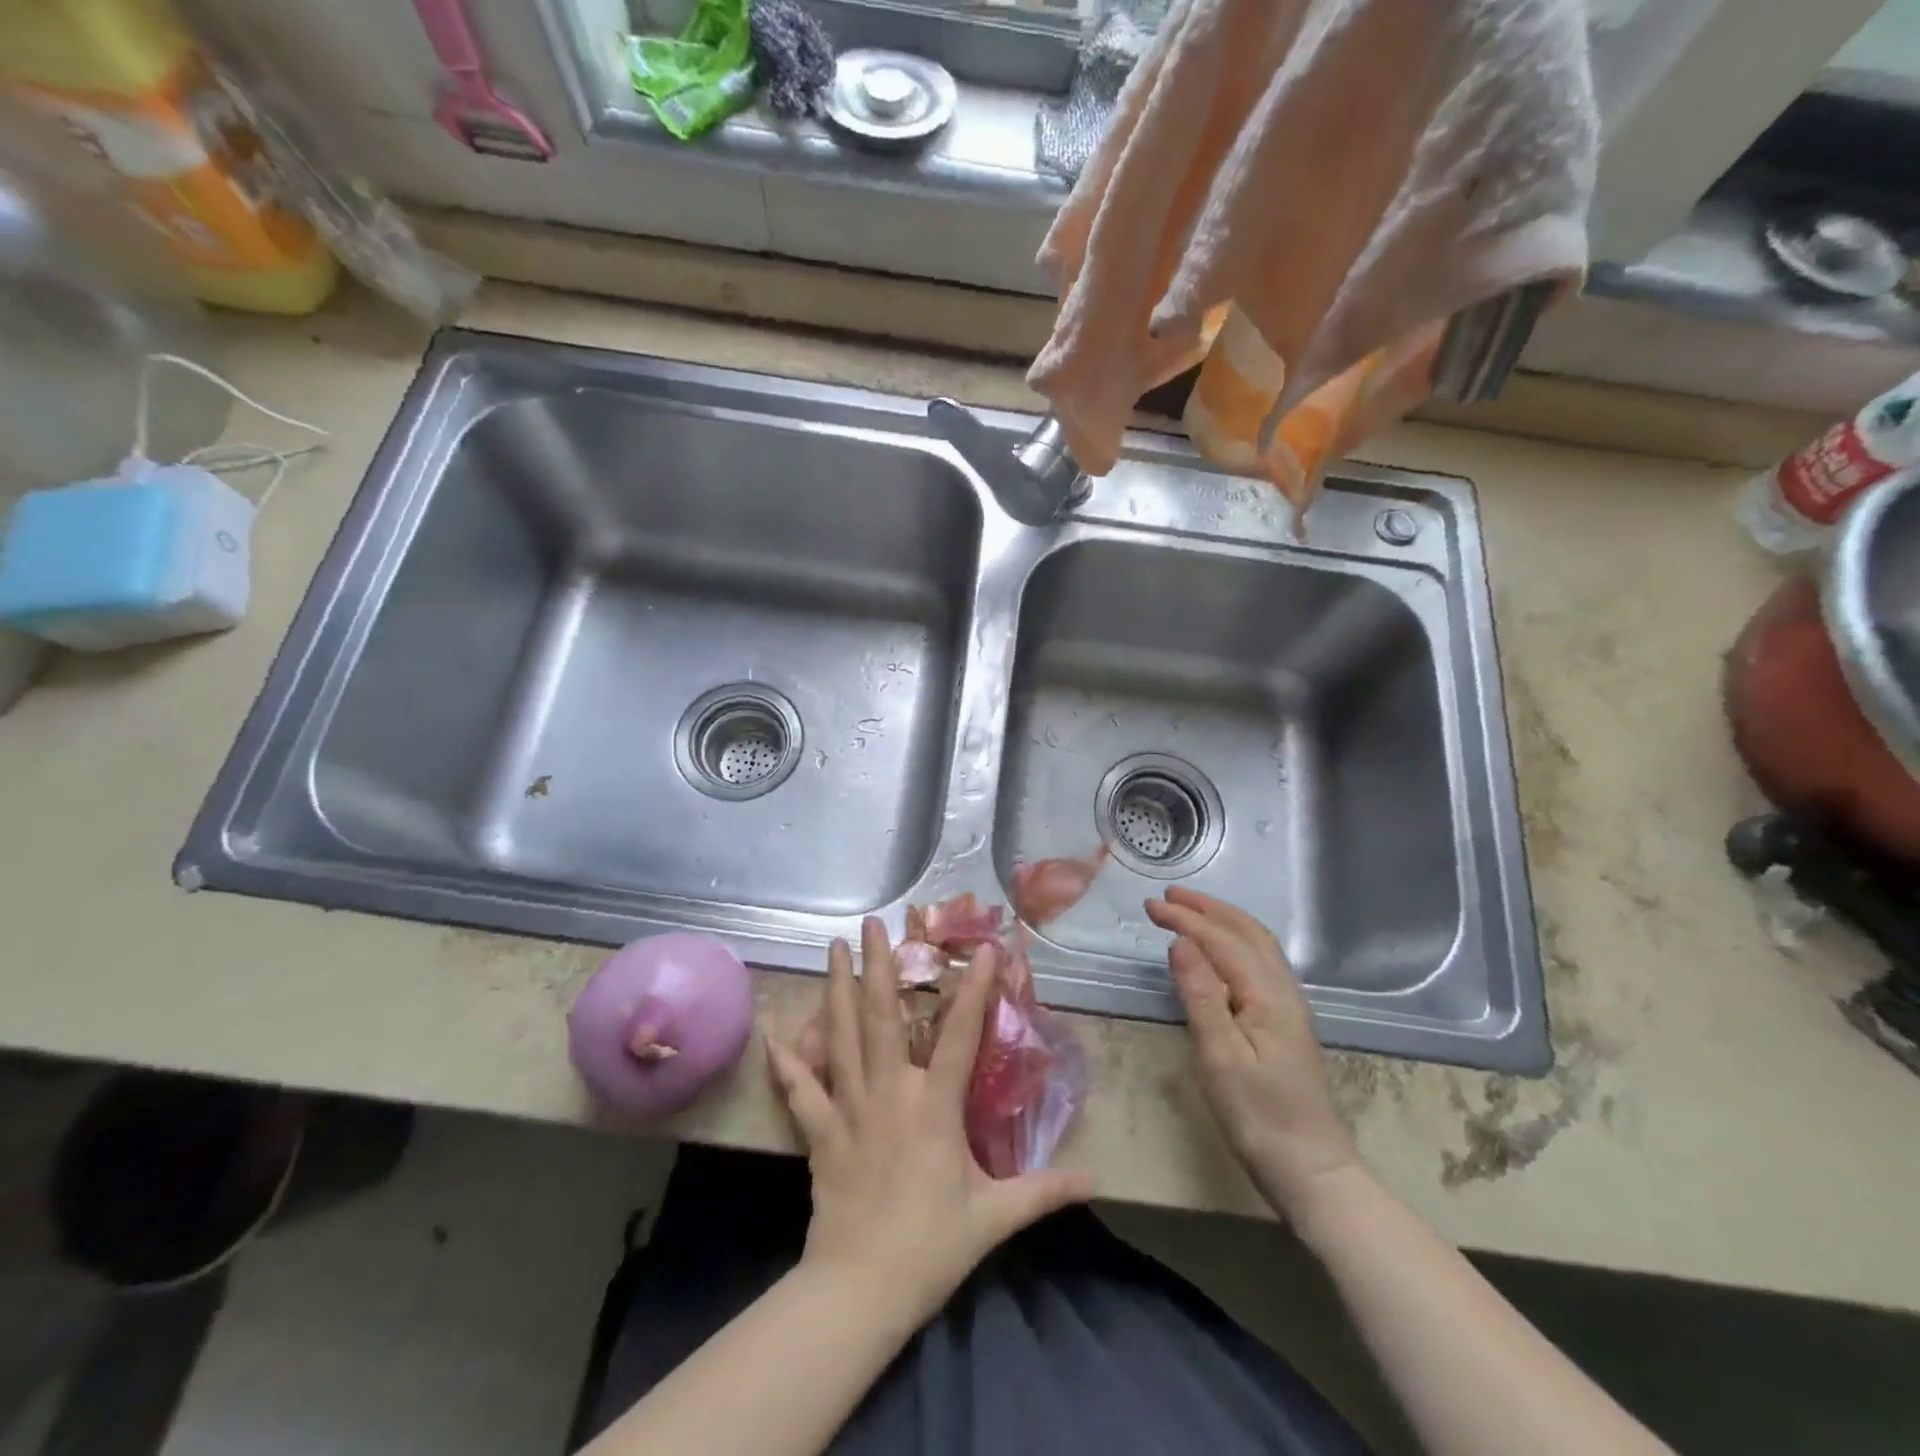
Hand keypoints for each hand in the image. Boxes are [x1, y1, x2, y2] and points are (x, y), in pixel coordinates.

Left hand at [766, 918, 1093, 1328]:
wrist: (861, 1289)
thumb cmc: (931, 1247)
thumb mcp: (995, 1218)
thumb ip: (1044, 1191)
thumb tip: (1094, 1180)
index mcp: (933, 1106)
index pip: (960, 1036)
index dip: (974, 990)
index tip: (982, 949)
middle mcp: (889, 1092)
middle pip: (882, 1016)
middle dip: (878, 965)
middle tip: (870, 922)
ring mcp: (849, 1107)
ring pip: (840, 1036)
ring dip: (836, 988)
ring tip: (832, 947)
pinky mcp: (820, 1130)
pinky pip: (799, 1086)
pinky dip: (785, 1056)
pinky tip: (772, 1027)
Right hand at [1145, 888, 1365, 1220]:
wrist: (1313, 1171)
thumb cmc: (1260, 1117)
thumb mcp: (1221, 1058)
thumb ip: (1202, 996)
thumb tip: (1181, 943)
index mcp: (1267, 996)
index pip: (1222, 941)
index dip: (1186, 920)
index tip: (1151, 906)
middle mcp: (1283, 992)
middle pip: (1247, 934)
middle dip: (1208, 910)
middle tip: (1169, 897)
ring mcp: (1289, 1007)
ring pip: (1258, 946)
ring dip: (1223, 922)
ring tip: (1191, 912)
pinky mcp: (1286, 1023)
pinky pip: (1260, 964)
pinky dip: (1235, 942)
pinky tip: (1220, 953)